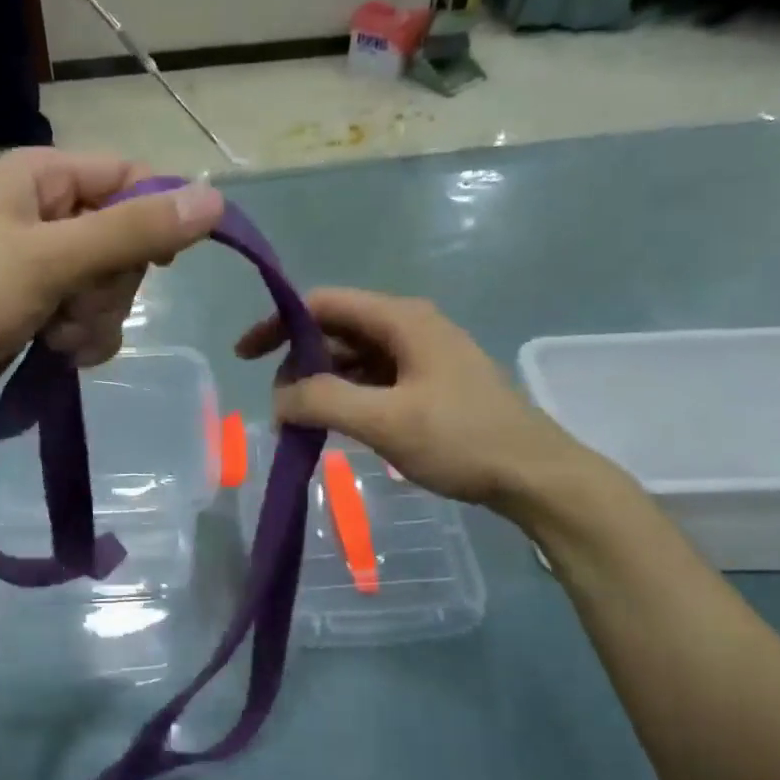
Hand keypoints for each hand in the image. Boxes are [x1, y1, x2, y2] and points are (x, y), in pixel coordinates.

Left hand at [0, 150, 222, 428]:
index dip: (156, 218)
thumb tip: (215, 201)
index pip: (131, 179)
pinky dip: (82, 339)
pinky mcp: (42, 307)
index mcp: (44, 177)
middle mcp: (48, 212)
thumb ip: (132, 231)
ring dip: (95, 320)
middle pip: (127, 240)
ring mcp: (45, 264)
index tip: (163, 263)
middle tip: (73, 306)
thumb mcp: (51, 259)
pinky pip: (92, 317)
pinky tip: (55, 352)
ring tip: (55, 335)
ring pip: (113, 287)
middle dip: (111, 286)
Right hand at [235, 288, 595, 510]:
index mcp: (401, 319)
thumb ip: (324, 402)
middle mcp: (409, 327)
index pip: (323, 304)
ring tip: (298, 421)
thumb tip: (278, 398)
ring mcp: (420, 356)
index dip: (278, 324)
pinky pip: (372, 380)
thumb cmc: (462, 440)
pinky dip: (345, 397)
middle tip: (278, 406)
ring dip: (320, 384)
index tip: (245, 357)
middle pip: (336, 330)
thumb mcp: (386, 420)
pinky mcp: (427, 384)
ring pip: (352, 358)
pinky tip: (332, 425)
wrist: (534, 475)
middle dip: (298, 362)